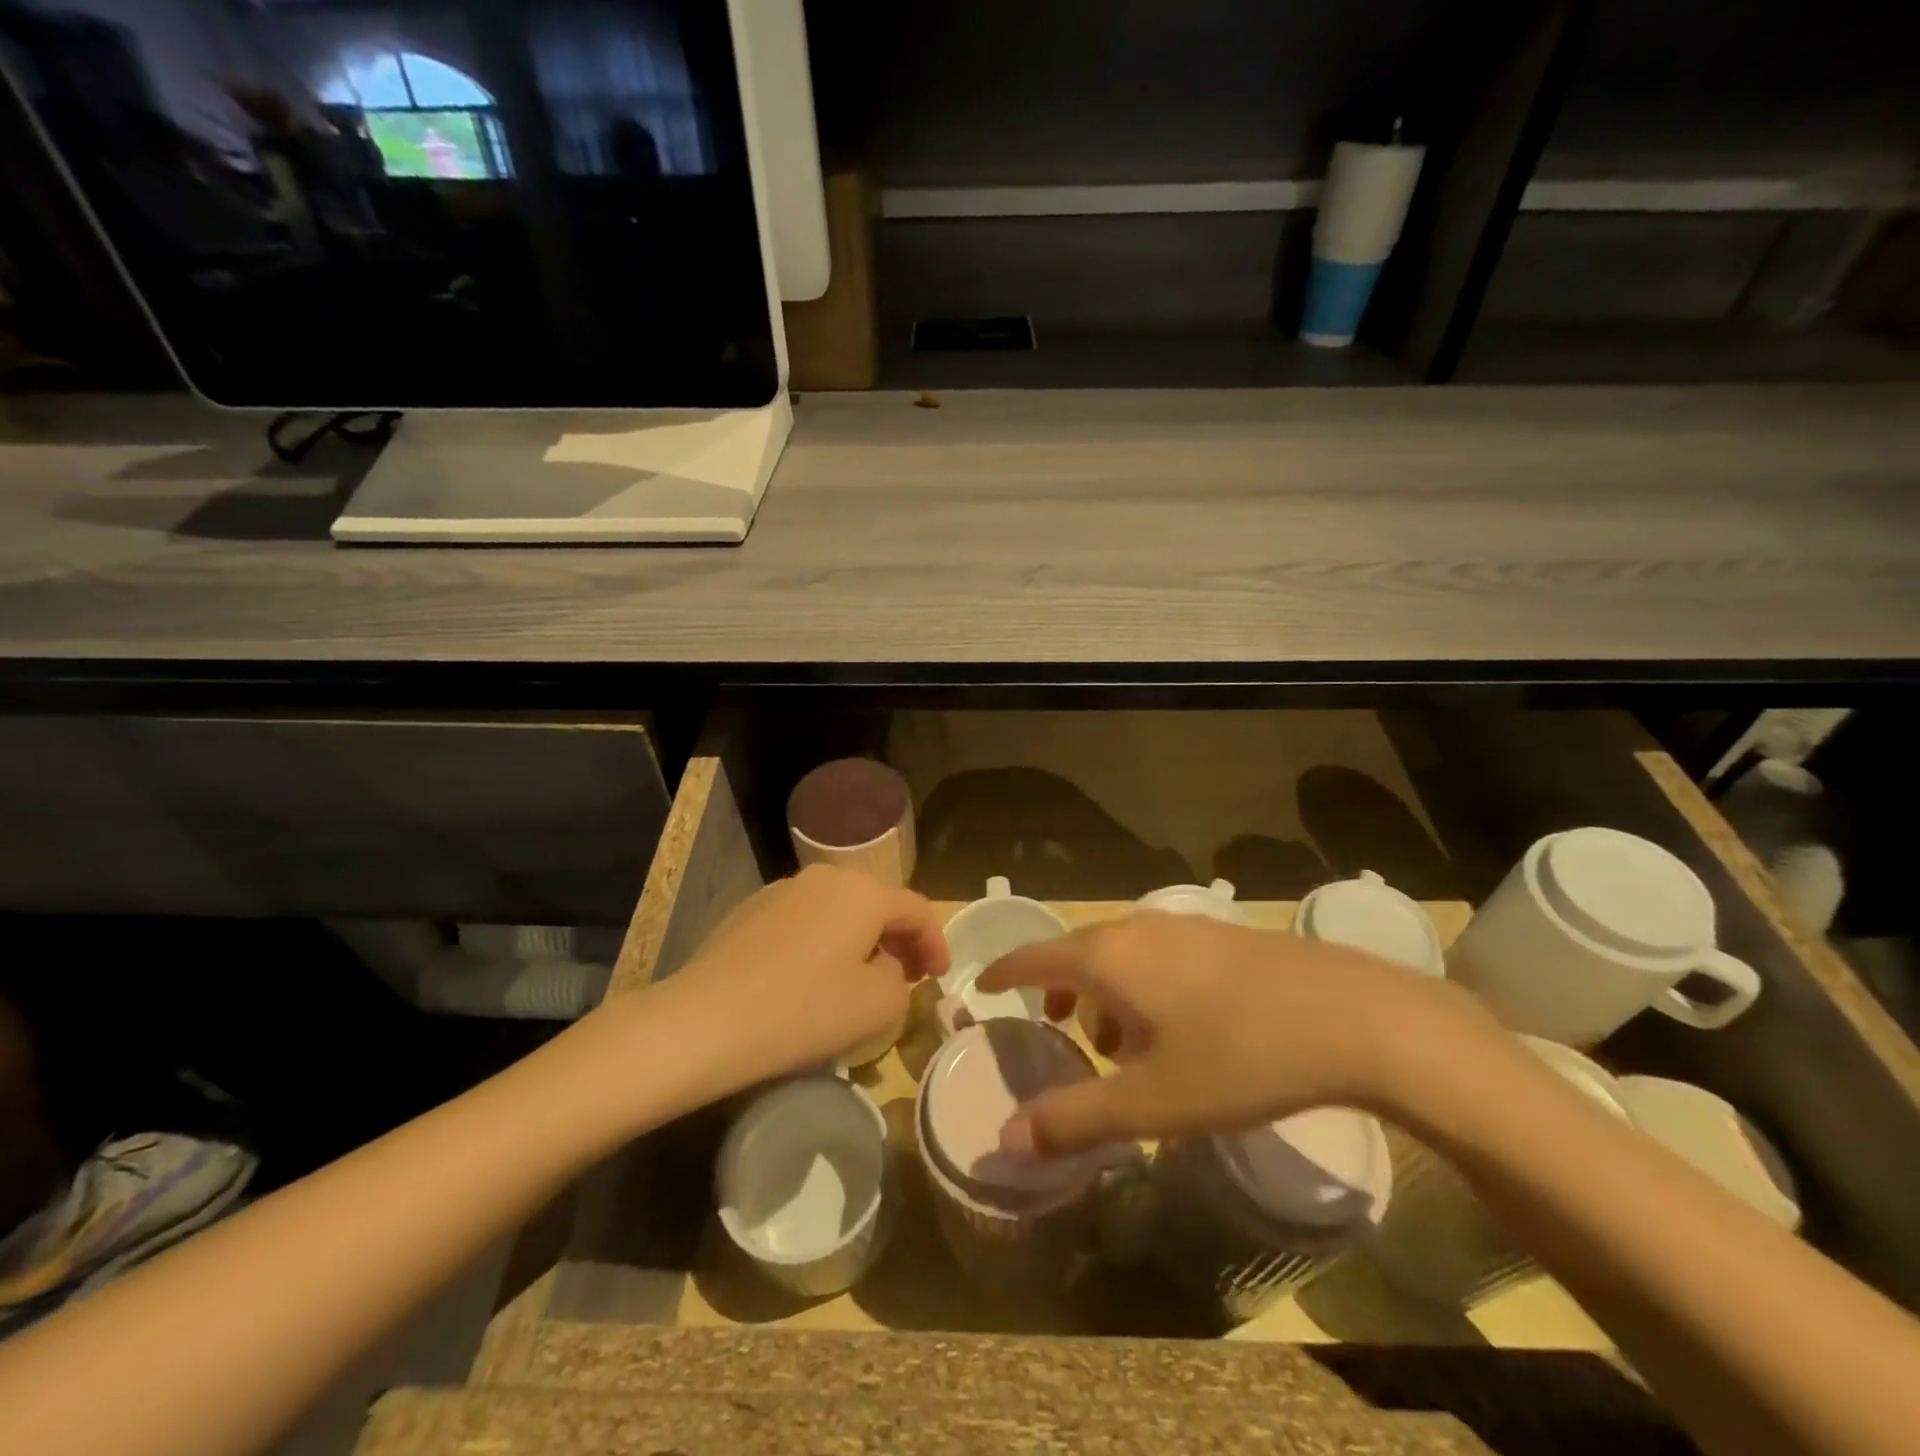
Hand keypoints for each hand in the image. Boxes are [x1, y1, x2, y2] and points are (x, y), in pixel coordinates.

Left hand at [646, 865, 948, 1094]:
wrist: (703, 1021)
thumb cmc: (803, 1010)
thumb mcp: (877, 1005)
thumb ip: (902, 980)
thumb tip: (887, 966)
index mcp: (863, 891)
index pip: (917, 909)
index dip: (936, 943)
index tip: (940, 977)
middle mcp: (826, 877)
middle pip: (878, 904)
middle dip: (899, 940)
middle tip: (908, 977)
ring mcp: (783, 890)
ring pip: (840, 911)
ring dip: (860, 941)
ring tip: (861, 980)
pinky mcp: (751, 910)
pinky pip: (806, 921)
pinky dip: (824, 943)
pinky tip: (812, 979)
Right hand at [975, 912, 1485, 1155]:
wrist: (1354, 1017)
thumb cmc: (1239, 1057)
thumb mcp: (1152, 1101)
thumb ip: (1075, 1118)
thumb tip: (1008, 1138)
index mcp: (1107, 957)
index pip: (1034, 957)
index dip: (1003, 971)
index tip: (981, 984)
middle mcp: (1137, 929)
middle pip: (1077, 952)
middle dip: (1057, 989)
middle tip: (1053, 1027)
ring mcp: (1183, 927)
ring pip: (1121, 954)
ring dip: (1104, 992)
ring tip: (1118, 1043)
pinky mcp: (1221, 936)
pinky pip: (1157, 955)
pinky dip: (1142, 985)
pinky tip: (1176, 1028)